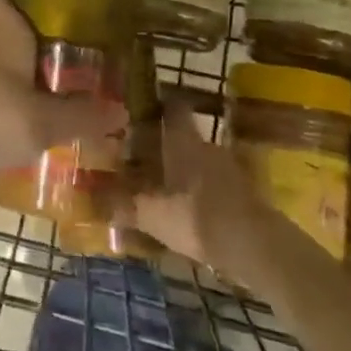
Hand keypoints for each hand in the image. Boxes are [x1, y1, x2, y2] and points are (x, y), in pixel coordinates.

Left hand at [0, 0, 128, 185]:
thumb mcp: (45, 120)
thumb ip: (81, 117)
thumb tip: (120, 112)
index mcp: (3, 33)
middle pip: (5, 34)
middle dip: (32, 45)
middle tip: (69, 57)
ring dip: (19, 83)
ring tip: (55, 100)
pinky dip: (4, 112)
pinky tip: (27, 133)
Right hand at [123, 96, 263, 270]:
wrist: (256, 247)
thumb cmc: (196, 218)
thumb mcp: (152, 215)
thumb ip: (124, 205)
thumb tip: (93, 198)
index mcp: (184, 142)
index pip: (173, 109)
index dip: (160, 103)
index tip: (144, 104)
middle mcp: (208, 147)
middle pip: (186, 137)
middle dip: (167, 144)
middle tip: (145, 154)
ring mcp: (231, 169)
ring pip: (202, 161)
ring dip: (186, 169)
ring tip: (165, 184)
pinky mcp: (246, 193)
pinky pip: (216, 183)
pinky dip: (203, 190)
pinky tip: (189, 207)